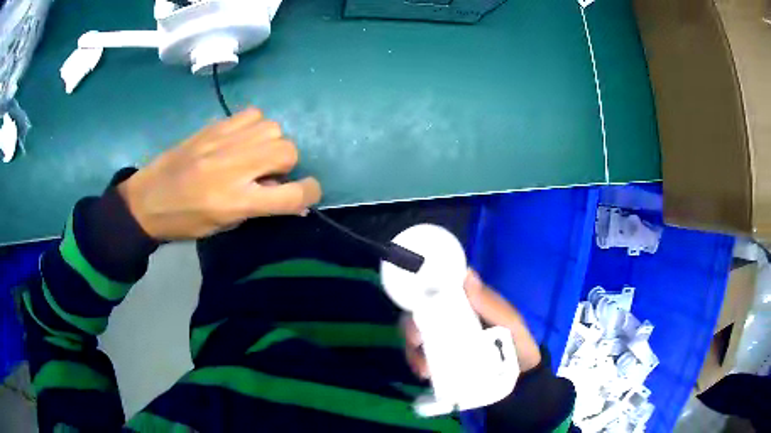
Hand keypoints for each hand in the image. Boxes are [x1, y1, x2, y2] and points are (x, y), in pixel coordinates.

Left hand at [118, 108, 321, 239]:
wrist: (147, 198)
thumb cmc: (185, 221)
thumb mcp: (224, 225)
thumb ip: (259, 209)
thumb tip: (291, 198)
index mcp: (237, 201)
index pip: (291, 194)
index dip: (309, 192)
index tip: (307, 192)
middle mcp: (234, 167)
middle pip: (287, 150)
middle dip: (287, 164)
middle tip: (268, 173)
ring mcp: (223, 142)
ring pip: (273, 128)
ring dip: (271, 143)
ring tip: (254, 153)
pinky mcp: (214, 127)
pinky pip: (252, 114)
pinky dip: (255, 126)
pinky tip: (242, 138)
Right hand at [401, 269, 541, 378]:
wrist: (521, 378)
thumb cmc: (518, 345)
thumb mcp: (510, 324)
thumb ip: (491, 305)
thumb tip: (467, 275)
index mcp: (471, 301)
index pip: (444, 284)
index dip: (425, 286)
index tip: (417, 298)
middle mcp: (454, 314)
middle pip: (423, 310)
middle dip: (413, 324)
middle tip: (416, 340)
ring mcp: (446, 335)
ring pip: (418, 333)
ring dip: (413, 348)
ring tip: (423, 367)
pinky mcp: (442, 355)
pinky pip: (422, 354)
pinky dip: (417, 362)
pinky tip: (424, 373)